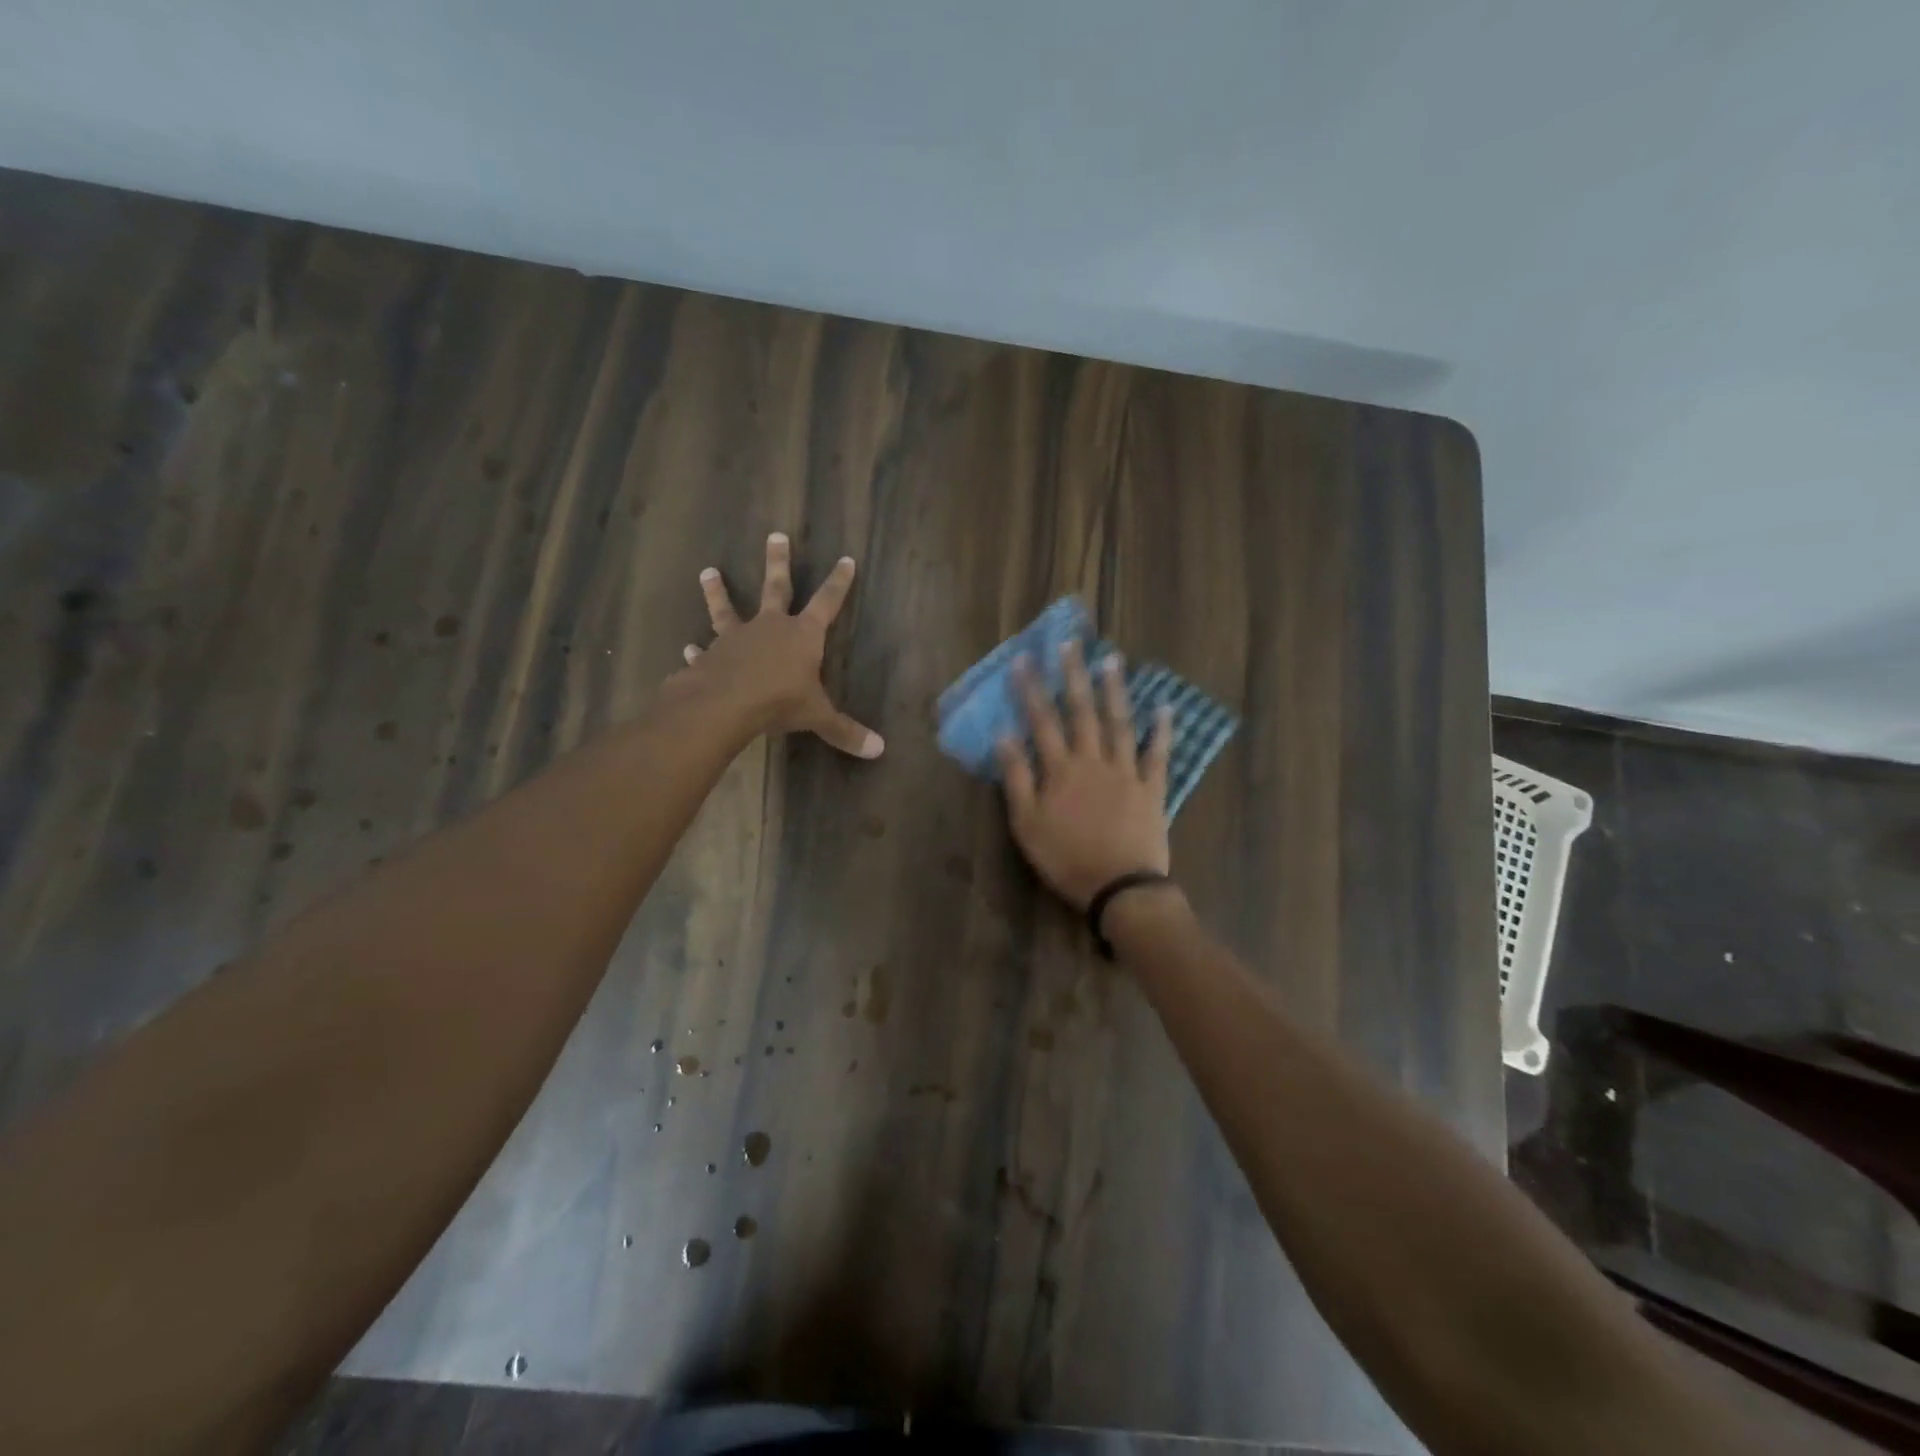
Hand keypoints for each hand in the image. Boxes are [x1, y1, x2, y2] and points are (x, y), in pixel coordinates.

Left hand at [673, 533, 883, 758]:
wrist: (725, 705)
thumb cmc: (780, 702)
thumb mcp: (818, 717)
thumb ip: (845, 731)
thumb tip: (879, 750)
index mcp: (803, 635)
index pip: (827, 602)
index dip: (838, 583)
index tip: (846, 559)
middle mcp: (770, 627)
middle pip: (776, 587)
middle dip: (778, 562)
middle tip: (775, 535)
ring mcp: (736, 638)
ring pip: (727, 608)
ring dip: (718, 591)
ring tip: (708, 571)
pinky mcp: (710, 656)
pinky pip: (704, 650)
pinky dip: (698, 650)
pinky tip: (689, 647)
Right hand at [996, 641, 1173, 909]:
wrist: (1120, 888)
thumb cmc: (1066, 859)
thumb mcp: (1027, 825)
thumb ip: (1017, 779)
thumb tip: (1004, 736)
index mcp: (1061, 770)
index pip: (1042, 721)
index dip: (1031, 689)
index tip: (1024, 659)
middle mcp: (1094, 761)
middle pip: (1082, 712)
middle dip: (1073, 676)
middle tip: (1070, 644)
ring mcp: (1127, 772)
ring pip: (1119, 723)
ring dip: (1114, 691)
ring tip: (1112, 660)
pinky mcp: (1152, 789)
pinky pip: (1158, 754)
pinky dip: (1162, 731)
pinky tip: (1164, 708)